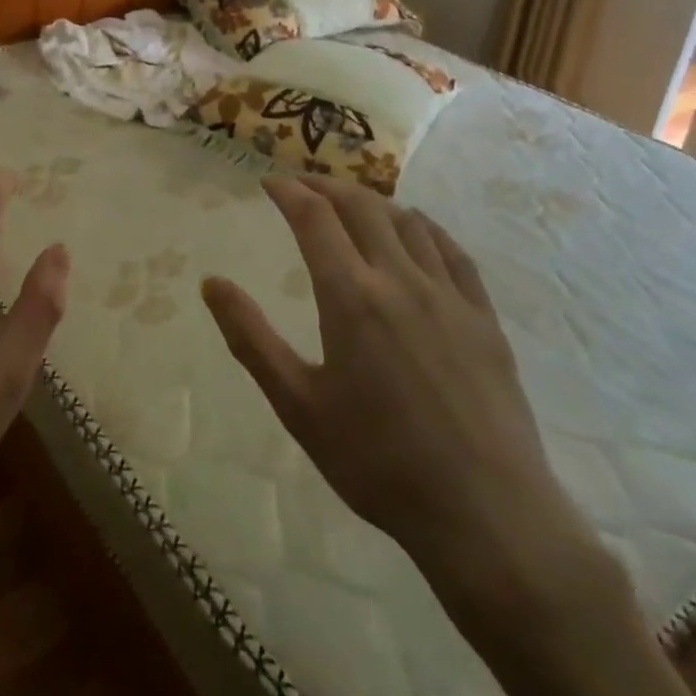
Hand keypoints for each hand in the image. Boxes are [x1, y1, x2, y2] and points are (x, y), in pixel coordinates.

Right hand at [202, 175, 612, 630]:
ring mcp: (449, 295)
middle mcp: (400, 280)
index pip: (315, 218)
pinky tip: (416, 231)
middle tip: (303, 185)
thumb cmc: (377, 462)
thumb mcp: (298, 404)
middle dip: (326, 186)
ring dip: (373, 201)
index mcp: (351, 297)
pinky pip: (452, 251)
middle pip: (361, 207)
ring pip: (408, 221)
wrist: (484, 514)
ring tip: (351, 204)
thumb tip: (211, 284)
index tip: (269, 182)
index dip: (289, 191)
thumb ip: (250, 338)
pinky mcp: (484, 317)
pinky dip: (424, 227)